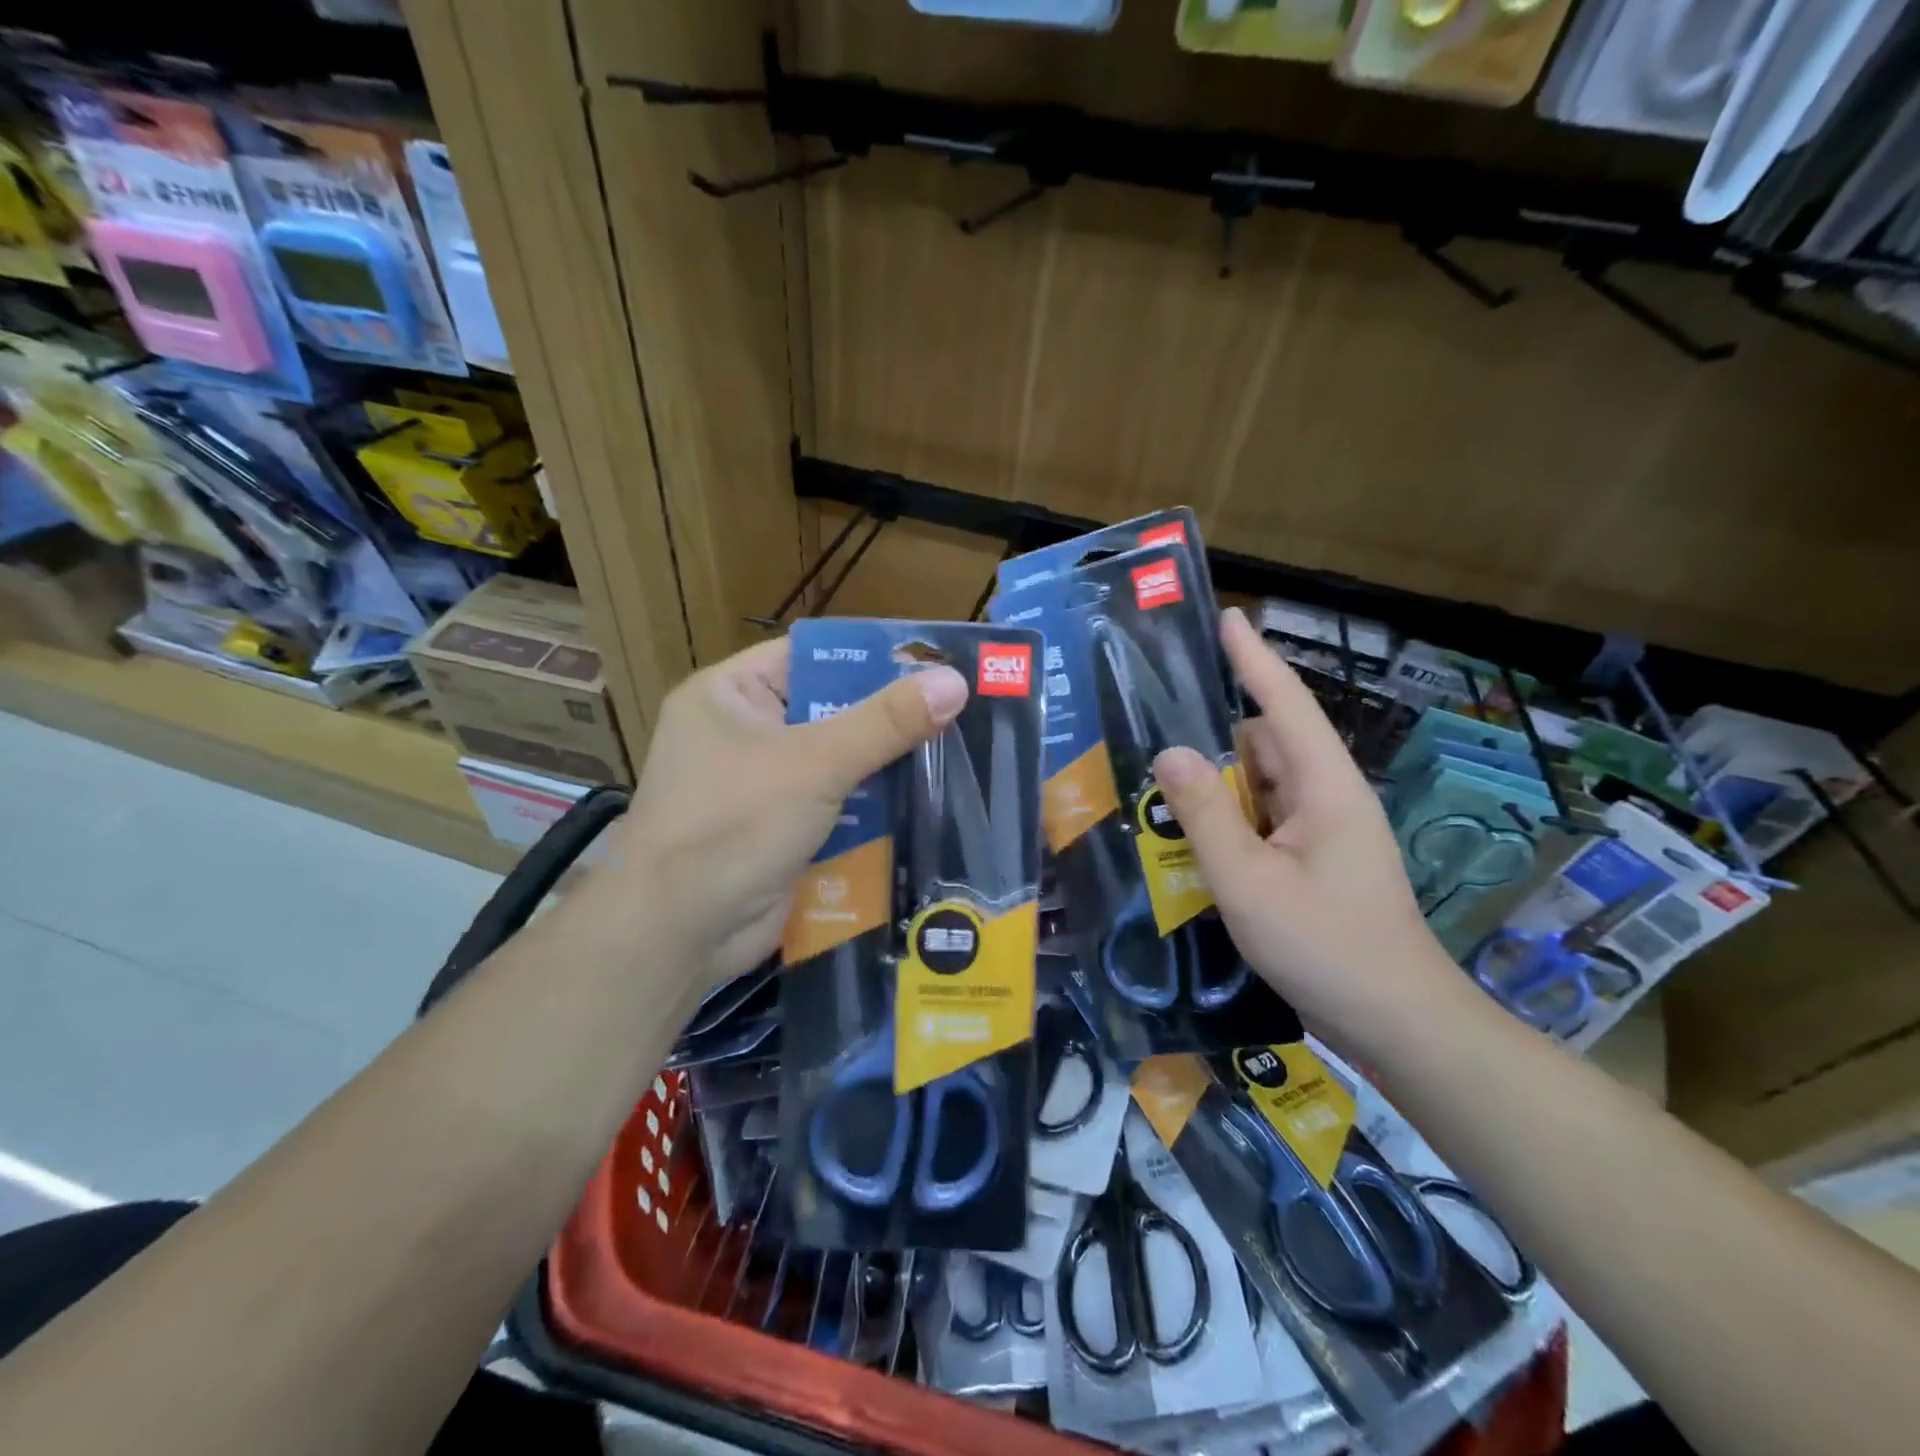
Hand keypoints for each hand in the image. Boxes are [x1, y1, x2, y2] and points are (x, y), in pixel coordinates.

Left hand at [603, 638, 967, 986]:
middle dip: (888, 721)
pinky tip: (925, 805)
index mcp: (731, 694)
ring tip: (956, 755)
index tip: (934, 663)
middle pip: (830, 712)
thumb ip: (886, 723)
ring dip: (886, 768)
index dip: (872, 658)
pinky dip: (871, 810)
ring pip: (838, 764)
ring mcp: (760, 787)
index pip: (812, 657)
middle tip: (958, 713)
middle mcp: (742, 734)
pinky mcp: (778, 832)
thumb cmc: (733, 824)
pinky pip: (835, 807)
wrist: (675, 934)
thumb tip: (954, 681)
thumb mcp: (815, 763)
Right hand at [1151, 608, 1468, 1052]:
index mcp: (1325, 787)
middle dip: (1215, 737)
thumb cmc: (1326, 947)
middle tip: (1154, 738)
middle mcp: (1328, 798)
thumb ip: (1206, 815)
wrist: (1397, 1022)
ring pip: (1262, 785)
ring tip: (1161, 792)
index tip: (1228, 617)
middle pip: (1265, 745)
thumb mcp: (1248, 882)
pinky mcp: (1315, 861)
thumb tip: (1170, 752)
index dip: (1254, 659)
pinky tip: (1192, 839)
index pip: (1284, 705)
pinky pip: (1264, 820)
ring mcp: (1324, 832)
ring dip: (1218, 786)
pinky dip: (1229, 819)